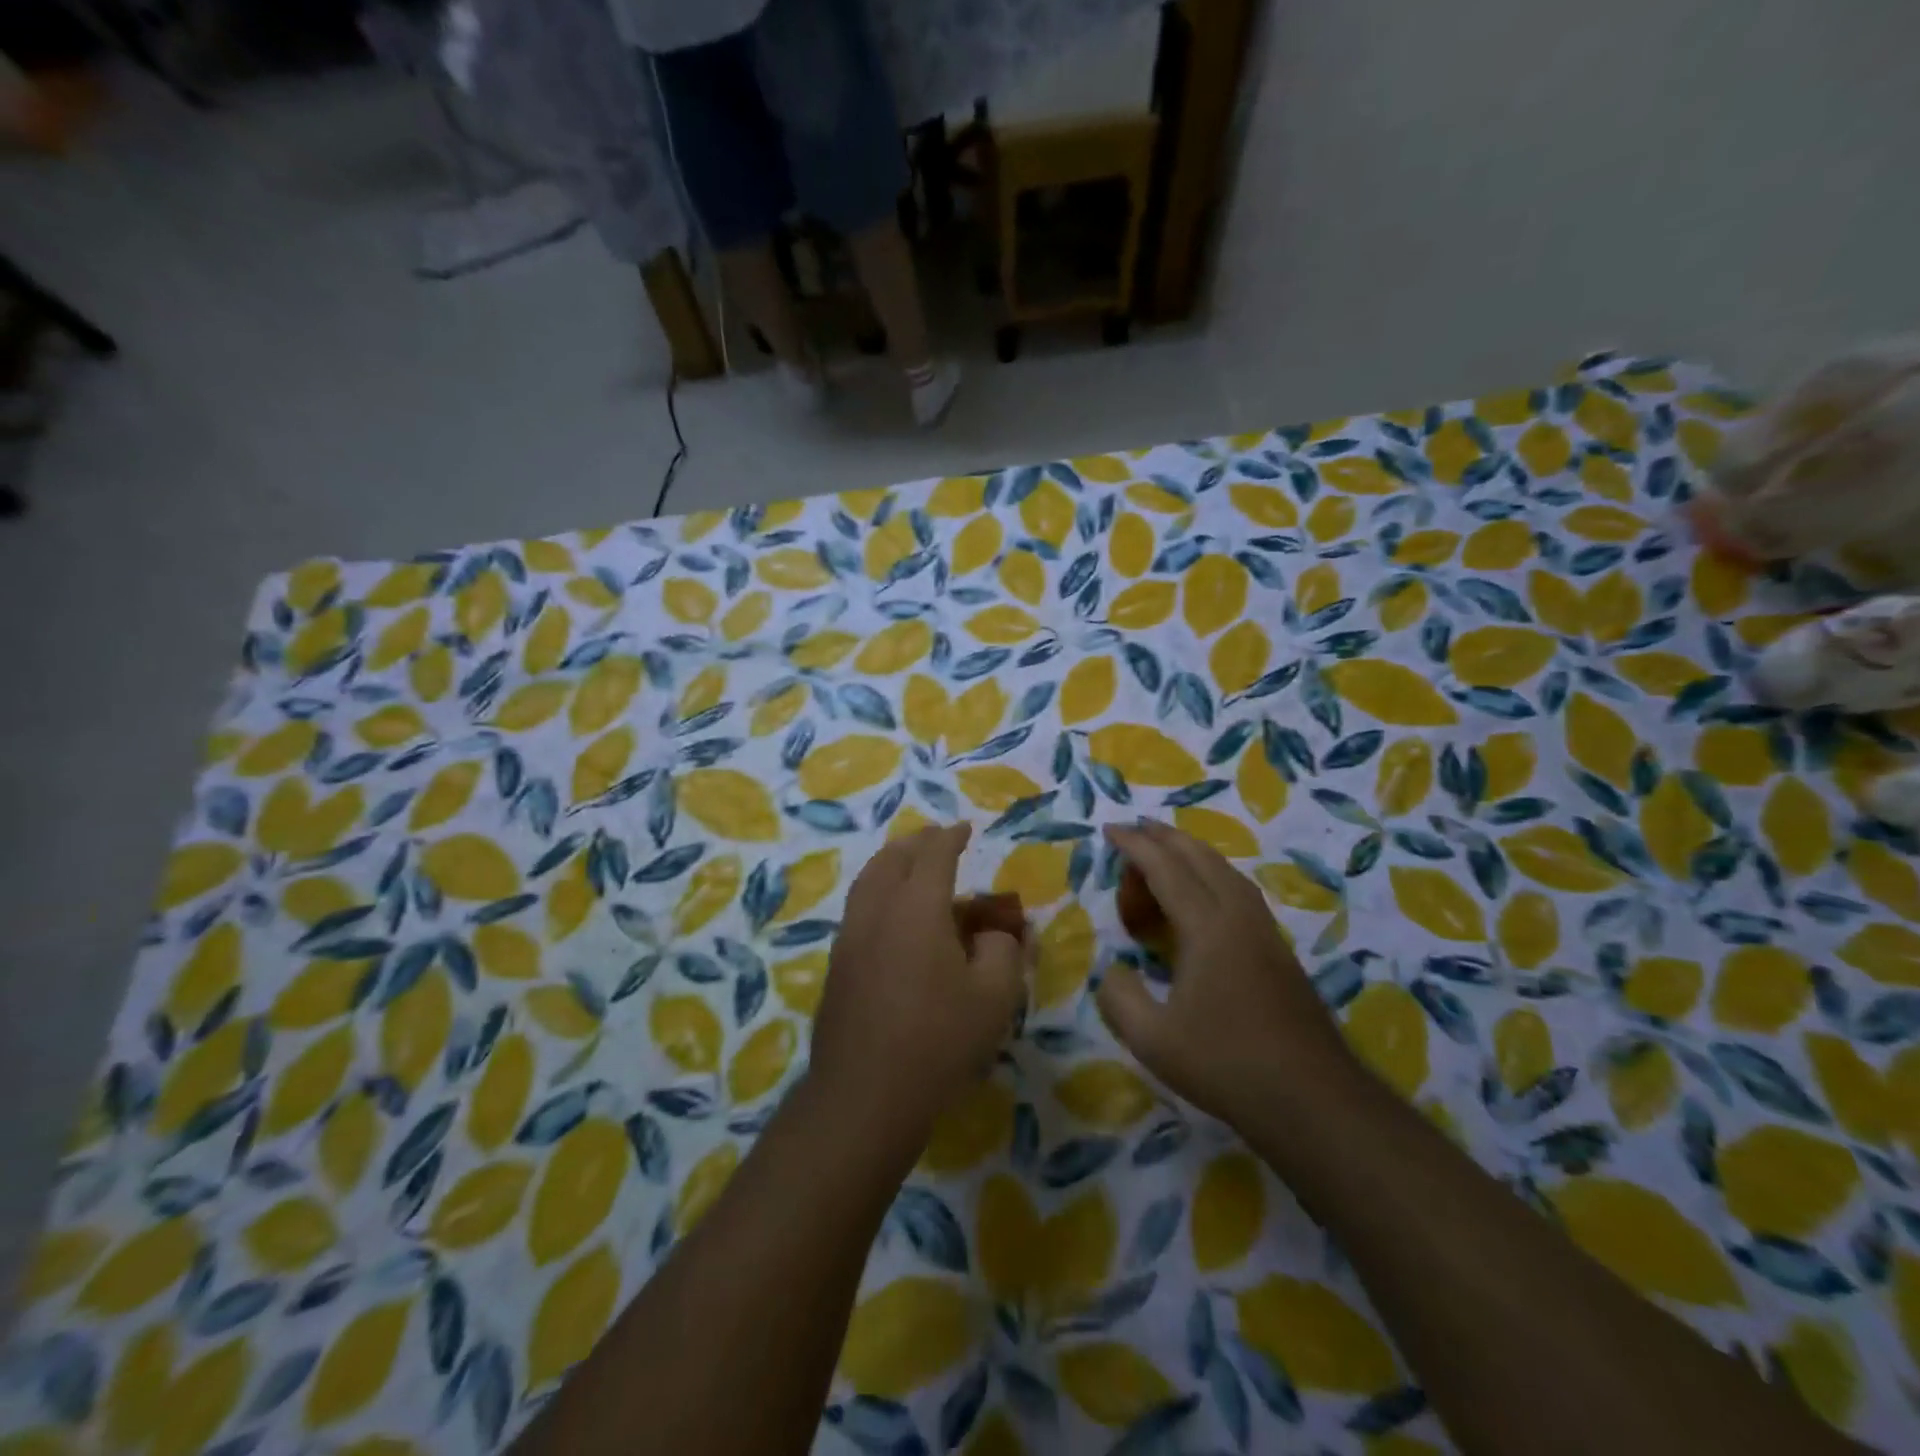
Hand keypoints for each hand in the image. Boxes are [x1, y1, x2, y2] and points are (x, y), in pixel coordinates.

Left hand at [808, 824, 1027, 1153]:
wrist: (864, 1095)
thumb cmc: (938, 1041)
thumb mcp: (994, 997)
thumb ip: (1003, 951)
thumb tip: (995, 934)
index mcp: (916, 908)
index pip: (934, 855)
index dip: (950, 837)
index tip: (963, 828)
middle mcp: (877, 911)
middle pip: (892, 859)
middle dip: (916, 843)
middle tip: (935, 839)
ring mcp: (850, 938)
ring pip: (868, 882)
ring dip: (891, 865)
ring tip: (910, 866)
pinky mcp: (837, 966)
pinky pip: (859, 909)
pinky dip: (878, 893)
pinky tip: (892, 917)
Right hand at [1097, 821, 1358, 1127]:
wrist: (1313, 1099)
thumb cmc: (1227, 1065)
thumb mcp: (1153, 1040)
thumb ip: (1119, 998)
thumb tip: (1112, 969)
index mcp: (1208, 928)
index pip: (1166, 870)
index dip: (1135, 846)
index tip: (1110, 830)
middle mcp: (1239, 917)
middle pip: (1201, 857)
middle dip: (1165, 837)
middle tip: (1134, 829)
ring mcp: (1265, 932)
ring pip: (1227, 871)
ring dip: (1193, 852)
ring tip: (1167, 851)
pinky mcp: (1279, 952)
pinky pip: (1240, 891)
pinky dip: (1213, 875)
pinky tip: (1206, 896)